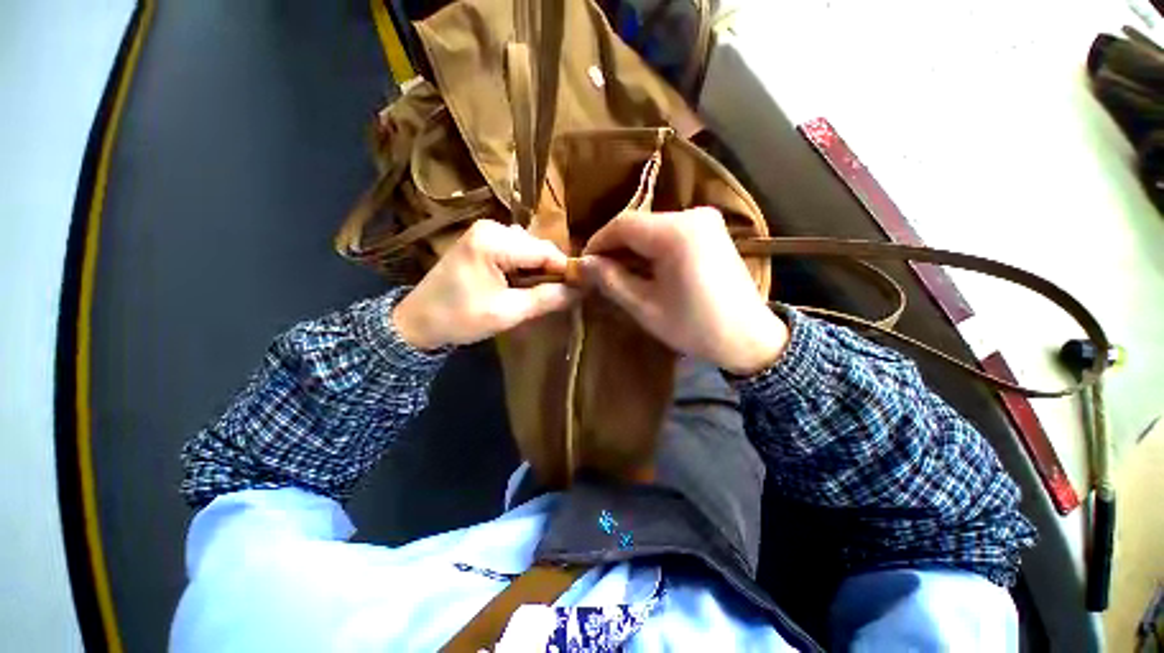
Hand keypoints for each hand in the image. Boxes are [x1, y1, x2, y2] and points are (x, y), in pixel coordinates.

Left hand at [393, 220, 578, 349]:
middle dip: (552, 272)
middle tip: (560, 298)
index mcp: (494, 240)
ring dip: (539, 272)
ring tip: (541, 294)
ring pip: (530, 250)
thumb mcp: (508, 312)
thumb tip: (580, 290)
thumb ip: (546, 299)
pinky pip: (517, 252)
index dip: (566, 271)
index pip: (545, 251)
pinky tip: (523, 286)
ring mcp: (486, 232)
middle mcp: (491, 227)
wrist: (417, 322)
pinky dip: (526, 269)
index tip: (581, 291)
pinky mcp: (483, 242)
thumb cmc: (459, 318)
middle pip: (538, 248)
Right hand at [581, 207, 787, 375]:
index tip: (584, 265)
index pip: (622, 224)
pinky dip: (651, 248)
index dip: (598, 243)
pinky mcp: (711, 230)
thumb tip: (583, 264)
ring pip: (652, 228)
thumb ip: (611, 280)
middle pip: (638, 224)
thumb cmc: (694, 326)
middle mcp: (692, 215)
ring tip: (619, 274)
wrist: (748, 337)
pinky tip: (645, 269)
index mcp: (676, 233)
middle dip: (614, 247)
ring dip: (632, 249)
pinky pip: (670, 233)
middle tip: (599, 273)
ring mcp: (705, 220)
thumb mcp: (645, 307)